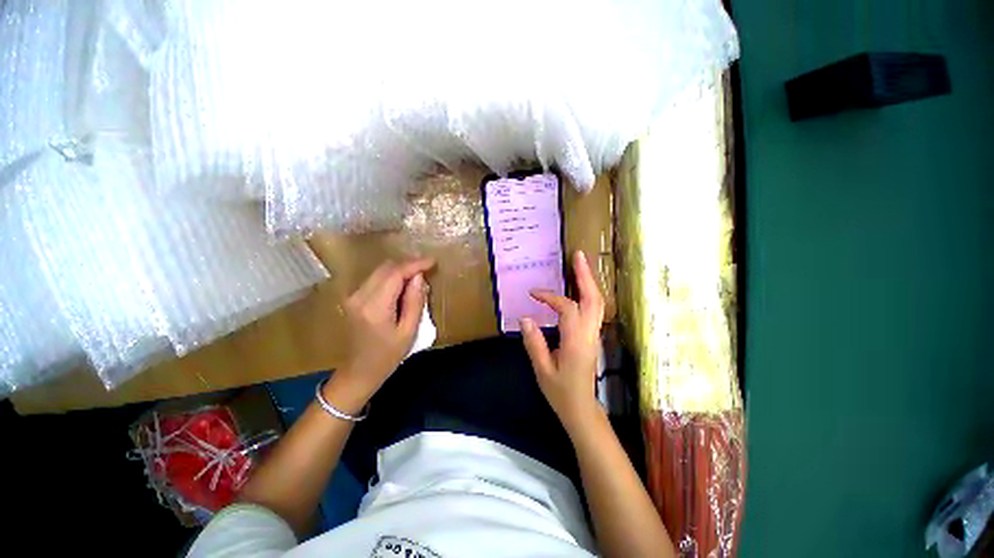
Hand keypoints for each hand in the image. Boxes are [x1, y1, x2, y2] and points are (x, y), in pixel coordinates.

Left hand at [332, 258, 433, 406]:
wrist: (358, 372)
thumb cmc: (387, 356)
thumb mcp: (409, 331)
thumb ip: (414, 301)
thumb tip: (419, 277)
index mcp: (374, 307)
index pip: (395, 274)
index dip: (415, 264)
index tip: (432, 261)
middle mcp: (359, 296)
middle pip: (386, 268)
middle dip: (408, 264)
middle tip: (427, 268)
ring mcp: (353, 296)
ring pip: (380, 271)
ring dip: (400, 269)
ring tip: (419, 275)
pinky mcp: (353, 298)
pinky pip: (375, 278)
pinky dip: (392, 276)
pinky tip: (404, 284)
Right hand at [521, 250, 604, 433]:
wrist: (582, 409)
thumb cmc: (561, 392)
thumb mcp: (542, 369)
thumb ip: (534, 342)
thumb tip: (525, 318)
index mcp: (576, 341)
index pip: (566, 308)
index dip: (550, 297)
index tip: (533, 293)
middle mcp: (589, 334)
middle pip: (593, 298)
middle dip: (585, 275)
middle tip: (578, 255)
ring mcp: (594, 334)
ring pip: (597, 303)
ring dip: (589, 282)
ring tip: (581, 265)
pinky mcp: (593, 337)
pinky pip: (594, 310)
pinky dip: (588, 294)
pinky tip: (580, 288)